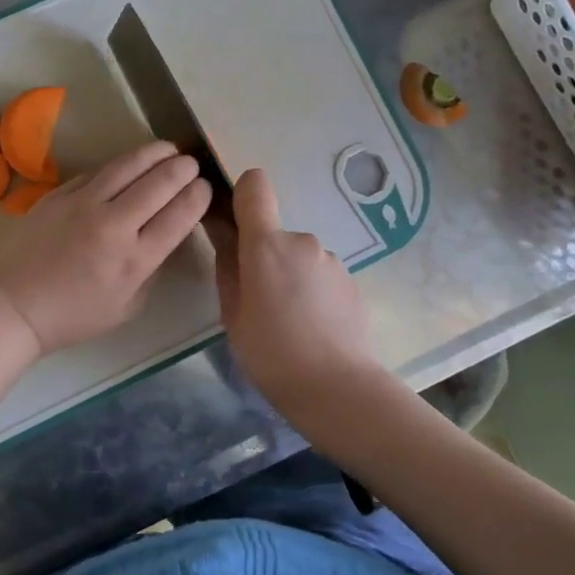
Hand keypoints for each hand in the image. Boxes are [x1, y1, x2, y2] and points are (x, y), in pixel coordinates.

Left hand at [0, 141, 212, 356]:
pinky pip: (97, 172)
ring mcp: (83, 204)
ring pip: (128, 165)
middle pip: (160, 182)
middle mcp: (114, 225)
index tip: (203, 188)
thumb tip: (164, 237)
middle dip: (183, 168)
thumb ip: (151, 270)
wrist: (12, 306)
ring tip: (167, 149)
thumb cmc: (73, 317)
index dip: (198, 195)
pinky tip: (127, 166)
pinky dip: (119, 166)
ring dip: (155, 153)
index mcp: (135, 259)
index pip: (180, 214)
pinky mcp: (59, 194)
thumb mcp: (127, 307)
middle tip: (191, 163)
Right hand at [213, 168, 376, 408]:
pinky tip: (313, 328)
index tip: (234, 222)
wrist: (338, 388)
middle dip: (265, 258)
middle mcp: (303, 241)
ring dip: (291, 277)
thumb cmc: (271, 353)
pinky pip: (321, 276)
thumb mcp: (233, 314)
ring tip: (289, 322)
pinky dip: (313, 292)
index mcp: (267, 245)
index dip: (242, 194)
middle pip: (275, 233)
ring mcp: (332, 260)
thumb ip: (227, 266)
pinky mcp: (352, 282)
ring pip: (299, 258)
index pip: (255, 186)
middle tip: (260, 303)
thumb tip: (222, 233)